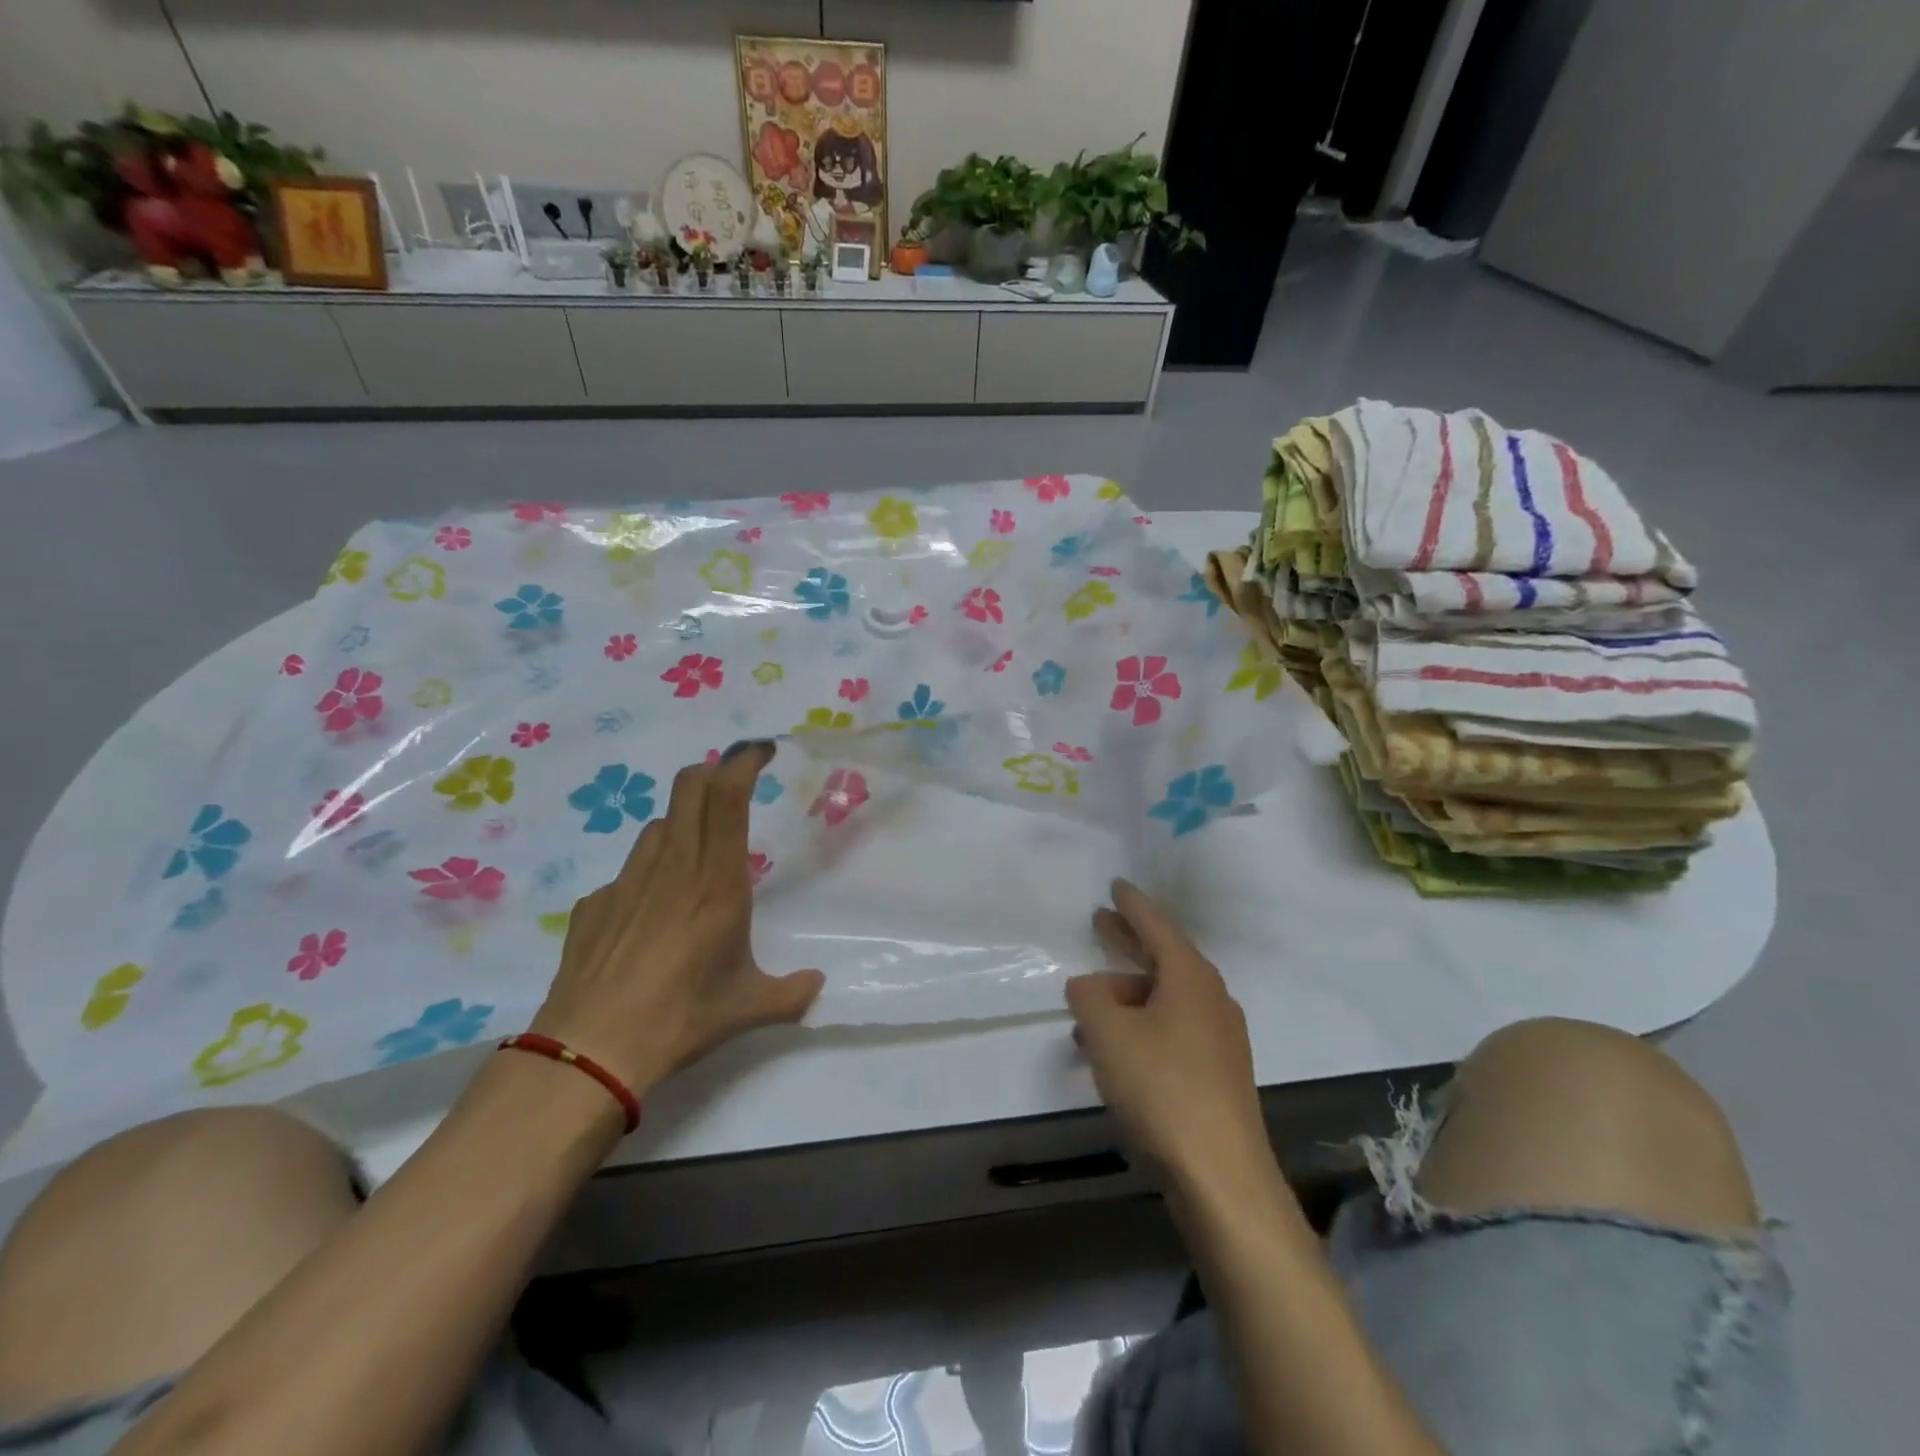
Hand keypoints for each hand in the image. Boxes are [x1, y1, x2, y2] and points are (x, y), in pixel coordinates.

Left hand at [530, 742, 822, 1093]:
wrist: (589, 1053)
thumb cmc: (681, 1020)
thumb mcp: (748, 1008)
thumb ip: (792, 993)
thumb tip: (817, 985)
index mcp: (717, 883)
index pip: (727, 797)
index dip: (743, 762)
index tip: (761, 751)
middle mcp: (673, 868)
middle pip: (688, 788)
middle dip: (712, 772)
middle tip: (731, 786)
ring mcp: (627, 882)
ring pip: (658, 825)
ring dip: (682, 822)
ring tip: (695, 857)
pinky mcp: (593, 904)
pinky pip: (628, 872)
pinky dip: (647, 875)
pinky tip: (648, 916)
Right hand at [1066, 880, 1269, 1187]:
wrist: (1223, 1178)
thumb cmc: (1162, 1089)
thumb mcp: (1109, 1034)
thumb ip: (1089, 998)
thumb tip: (1087, 985)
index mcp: (1191, 977)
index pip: (1157, 925)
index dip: (1131, 904)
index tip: (1115, 885)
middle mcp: (1211, 999)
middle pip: (1163, 958)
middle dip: (1128, 942)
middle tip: (1100, 923)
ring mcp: (1219, 1038)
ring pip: (1164, 1000)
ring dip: (1126, 997)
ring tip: (1088, 1009)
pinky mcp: (1217, 1074)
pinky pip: (1171, 1030)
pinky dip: (1140, 1027)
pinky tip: (1114, 1051)